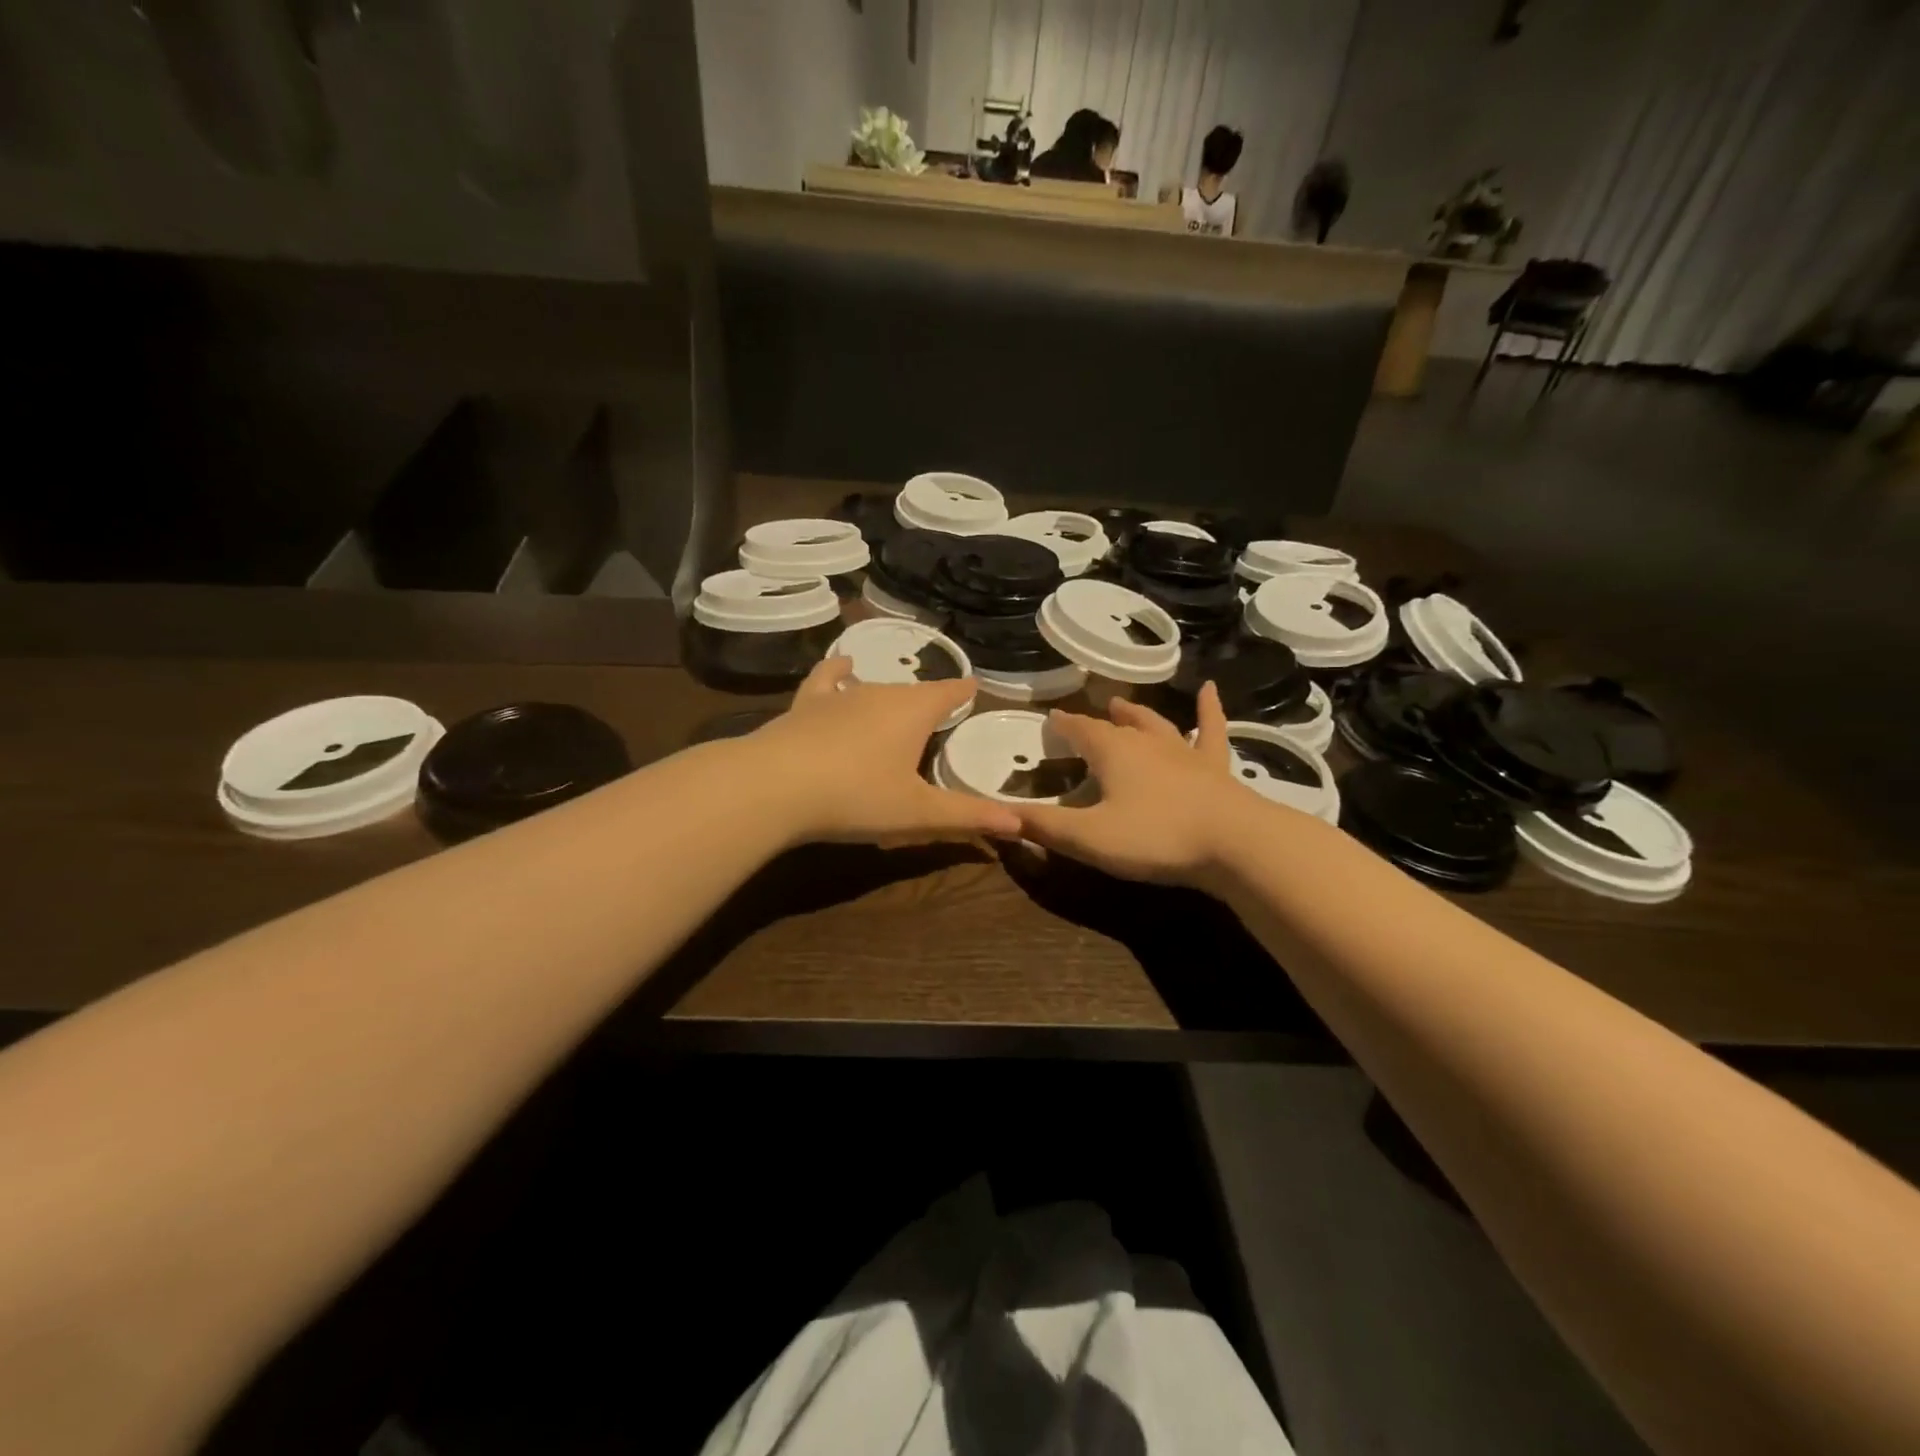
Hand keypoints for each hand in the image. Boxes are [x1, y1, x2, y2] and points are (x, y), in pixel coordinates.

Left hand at [749, 657, 1022, 846]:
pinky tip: (843, 667)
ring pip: (875, 687)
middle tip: (939, 717)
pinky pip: (827, 679)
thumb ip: (968, 816)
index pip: (950, 693)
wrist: (775, 786)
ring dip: (890, 695)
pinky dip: (838, 672)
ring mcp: (840, 696)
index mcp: (914, 712)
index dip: (964, 692)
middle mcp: (880, 693)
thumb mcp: (918, 814)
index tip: (975, 689)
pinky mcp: (806, 704)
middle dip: (929, 701)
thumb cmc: (856, 797)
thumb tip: (1021, 824)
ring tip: (899, 703)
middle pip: (914, 692)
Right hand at [1015, 683, 1284, 885]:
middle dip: (1097, 721)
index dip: (1063, 724)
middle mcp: (1147, 743)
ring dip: (1138, 714)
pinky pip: (1211, 731)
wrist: (1234, 843)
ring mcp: (1184, 752)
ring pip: (1156, 725)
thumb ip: (1042, 826)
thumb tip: (996, 816)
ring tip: (1124, 704)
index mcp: (1113, 753)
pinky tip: (1210, 690)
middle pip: (1116, 726)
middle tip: (1087, 716)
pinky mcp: (1215, 769)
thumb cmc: (1155, 837)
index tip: (1051, 718)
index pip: (1080, 730)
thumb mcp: (1087, 837)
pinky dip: (1209, 711)